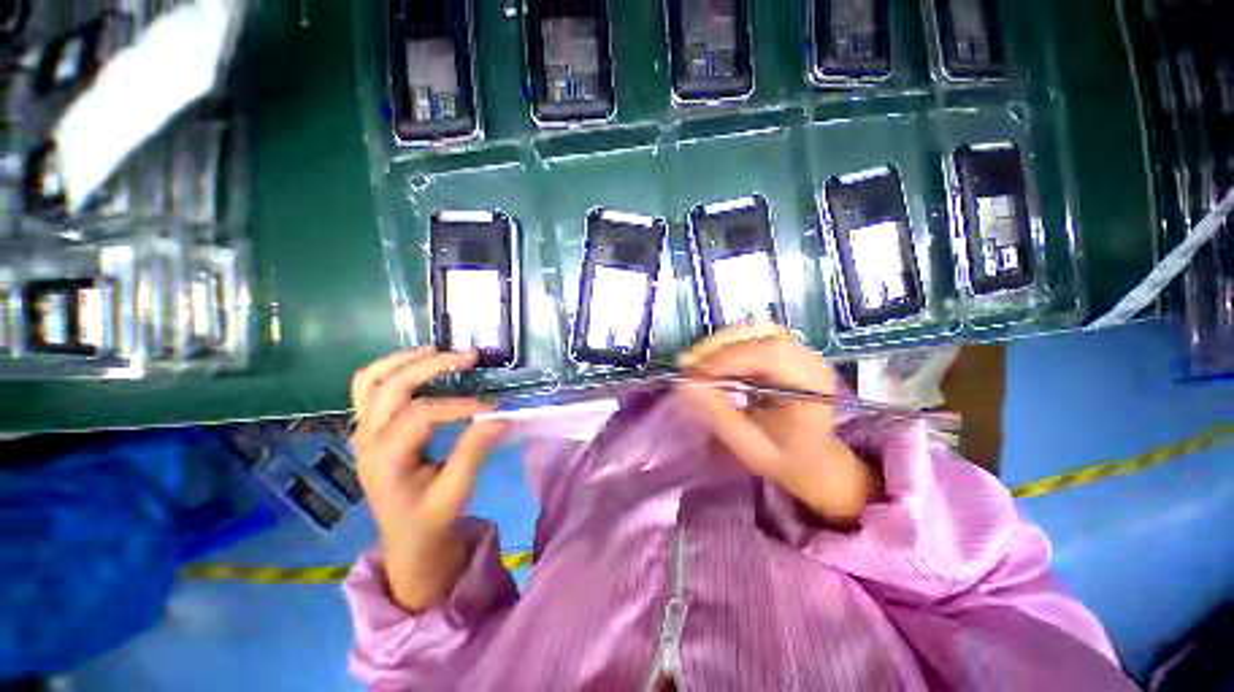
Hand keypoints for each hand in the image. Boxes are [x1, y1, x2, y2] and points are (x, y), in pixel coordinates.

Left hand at [350, 348, 506, 610]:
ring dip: (404, 360)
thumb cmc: (432, 518)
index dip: (459, 405)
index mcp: (385, 459)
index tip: (493, 408)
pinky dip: (392, 370)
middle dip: (431, 366)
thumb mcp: (456, 491)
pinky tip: (419, 365)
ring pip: (370, 381)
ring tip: (439, 350)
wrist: (409, 539)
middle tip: (470, 357)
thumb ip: (474, 452)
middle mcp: (367, 440)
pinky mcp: (372, 429)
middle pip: (391, 386)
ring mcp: (364, 432)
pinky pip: (369, 389)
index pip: (422, 414)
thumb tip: (500, 418)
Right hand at [679, 323, 880, 526]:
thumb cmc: (784, 458)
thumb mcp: (750, 446)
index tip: (696, 374)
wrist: (811, 456)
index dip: (730, 359)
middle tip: (689, 366)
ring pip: (752, 331)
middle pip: (759, 335)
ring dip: (720, 344)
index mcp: (813, 387)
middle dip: (719, 348)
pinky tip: (712, 362)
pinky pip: (750, 336)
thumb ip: (719, 416)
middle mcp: (809, 359)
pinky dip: (726, 345)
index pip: (771, 356)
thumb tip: (686, 385)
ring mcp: (797, 350)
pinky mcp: (784, 348)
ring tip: (697, 364)